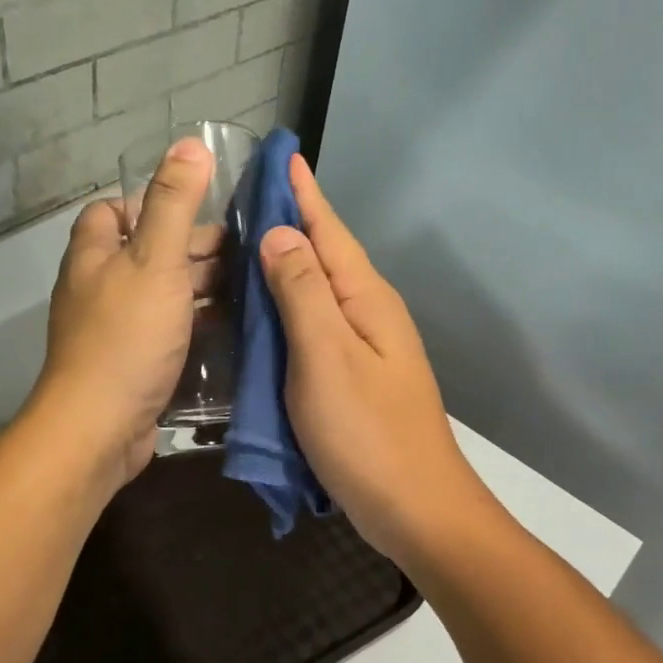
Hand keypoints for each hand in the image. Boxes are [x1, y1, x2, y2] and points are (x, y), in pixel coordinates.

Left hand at [29, 137, 213, 490]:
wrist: (98, 428)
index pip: (112, 211)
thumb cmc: (126, 336)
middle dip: (190, 249)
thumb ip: (173, 203)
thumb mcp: (154, 261)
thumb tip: (190, 143)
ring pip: (160, 295)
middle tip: (242, 252)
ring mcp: (114, 330)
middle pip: (145, 253)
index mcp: (94, 255)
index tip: (197, 211)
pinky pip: (166, 333)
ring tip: (250, 286)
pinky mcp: (131, 365)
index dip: (150, 203)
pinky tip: (232, 328)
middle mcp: (98, 288)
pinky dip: (194, 326)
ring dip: (198, 289)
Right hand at [258, 155, 487, 562]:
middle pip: (324, 253)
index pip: (328, 230)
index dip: (303, 192)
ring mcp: (363, 344)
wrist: (416, 509)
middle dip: (291, 219)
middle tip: (246, 194)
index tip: (281, 154)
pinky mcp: (351, 373)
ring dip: (286, 260)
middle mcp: (368, 311)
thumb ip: (302, 292)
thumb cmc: (367, 433)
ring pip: (317, 287)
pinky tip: (264, 307)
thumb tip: (280, 233)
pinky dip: (287, 303)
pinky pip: (314, 321)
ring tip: (245, 240)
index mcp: (364, 298)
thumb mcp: (326, 357)